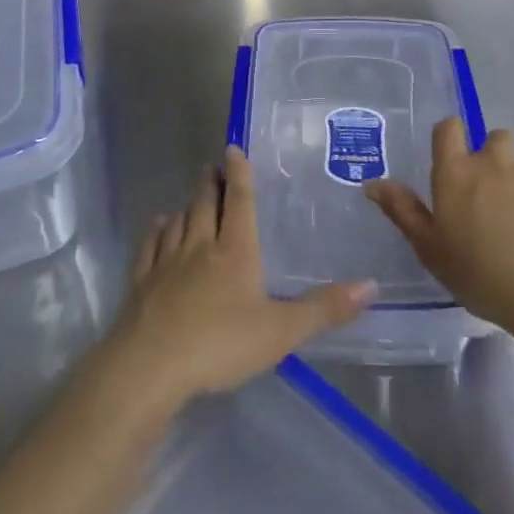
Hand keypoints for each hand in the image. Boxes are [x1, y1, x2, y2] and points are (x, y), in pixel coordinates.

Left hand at [100, 148, 374, 410]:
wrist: (151, 366)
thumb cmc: (220, 344)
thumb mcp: (280, 332)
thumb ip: (324, 309)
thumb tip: (371, 284)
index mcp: (235, 251)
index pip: (239, 202)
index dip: (239, 174)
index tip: (232, 148)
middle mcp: (200, 247)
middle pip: (205, 205)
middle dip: (211, 184)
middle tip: (212, 166)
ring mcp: (167, 263)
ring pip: (178, 222)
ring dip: (186, 205)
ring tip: (190, 196)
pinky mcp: (142, 282)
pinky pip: (151, 247)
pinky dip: (157, 232)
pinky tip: (158, 228)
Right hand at [365, 119, 513, 339]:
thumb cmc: (481, 274)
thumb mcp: (430, 249)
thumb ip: (402, 211)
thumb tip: (372, 182)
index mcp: (456, 171)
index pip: (448, 128)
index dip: (449, 138)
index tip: (451, 164)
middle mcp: (494, 162)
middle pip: (492, 140)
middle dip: (490, 159)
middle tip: (487, 197)